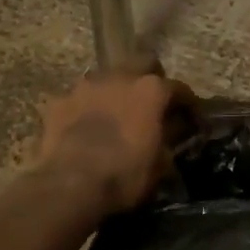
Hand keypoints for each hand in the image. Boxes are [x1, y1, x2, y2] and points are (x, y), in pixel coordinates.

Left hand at [35, 59, 193, 218]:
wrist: (68, 186)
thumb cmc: (124, 175)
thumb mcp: (160, 164)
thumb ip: (168, 139)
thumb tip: (174, 131)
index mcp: (151, 90)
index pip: (178, 88)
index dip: (187, 103)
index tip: (191, 117)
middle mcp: (120, 76)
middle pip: (142, 63)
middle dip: (150, 78)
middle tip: (151, 103)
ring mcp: (85, 86)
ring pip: (106, 78)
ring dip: (114, 91)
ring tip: (114, 113)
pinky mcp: (58, 101)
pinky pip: (77, 99)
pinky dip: (83, 109)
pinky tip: (82, 127)